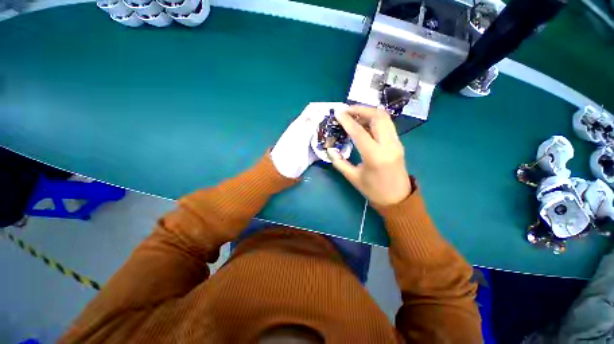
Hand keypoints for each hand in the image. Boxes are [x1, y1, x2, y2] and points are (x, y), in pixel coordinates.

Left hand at [271, 102, 347, 177]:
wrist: (284, 170)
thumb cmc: (288, 152)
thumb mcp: (298, 137)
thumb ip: (310, 125)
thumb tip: (322, 112)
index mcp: (301, 123)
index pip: (314, 109)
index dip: (326, 106)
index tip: (340, 107)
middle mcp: (307, 130)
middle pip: (322, 121)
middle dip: (334, 120)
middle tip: (349, 121)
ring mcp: (312, 141)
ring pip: (325, 134)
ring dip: (335, 133)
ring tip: (348, 133)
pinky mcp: (315, 151)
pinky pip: (325, 146)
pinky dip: (332, 146)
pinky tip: (342, 147)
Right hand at [327, 106, 411, 205]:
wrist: (397, 199)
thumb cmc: (373, 190)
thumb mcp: (353, 177)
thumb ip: (339, 162)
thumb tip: (330, 150)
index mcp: (375, 156)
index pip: (359, 132)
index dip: (347, 120)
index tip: (338, 112)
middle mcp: (389, 145)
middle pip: (378, 117)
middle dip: (361, 109)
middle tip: (347, 110)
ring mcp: (396, 143)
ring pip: (385, 118)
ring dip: (369, 112)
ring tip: (354, 115)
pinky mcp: (398, 143)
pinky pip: (387, 125)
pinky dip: (375, 120)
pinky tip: (364, 124)